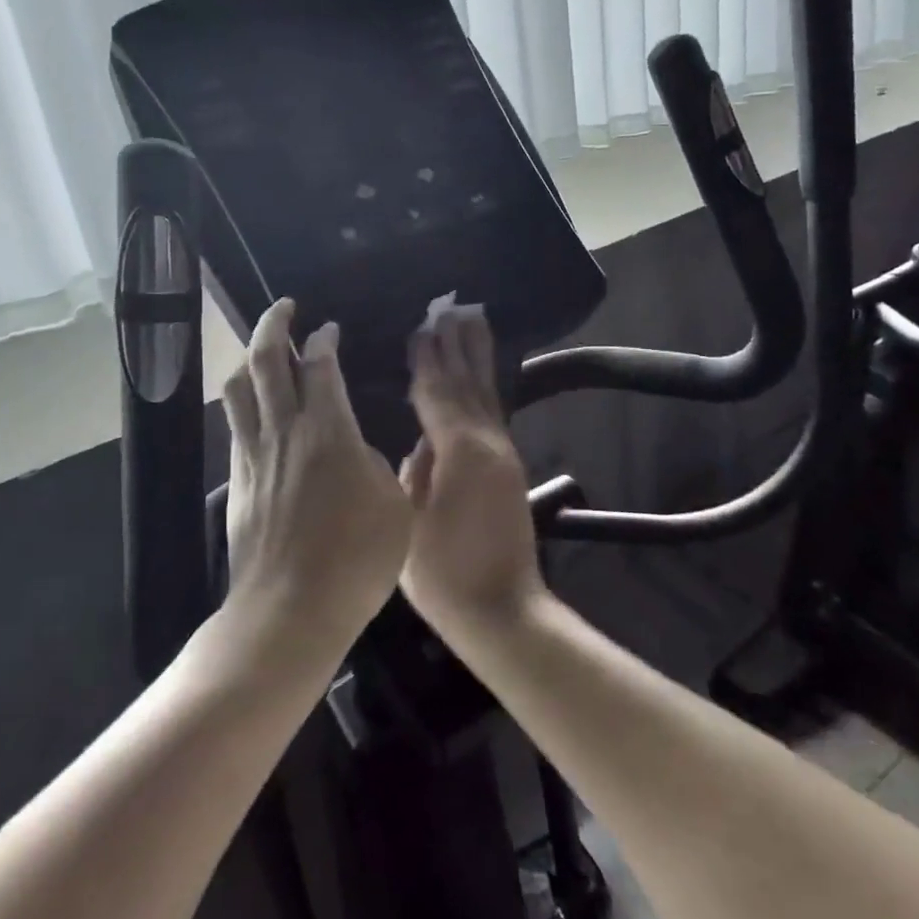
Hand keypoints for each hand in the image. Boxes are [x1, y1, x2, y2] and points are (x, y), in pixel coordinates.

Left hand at [220, 299, 412, 652]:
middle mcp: (285, 430)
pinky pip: (235, 425)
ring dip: (250, 357)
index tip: (329, 328)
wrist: (291, 609)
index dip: (324, 339)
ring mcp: (254, 455)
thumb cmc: (355, 558)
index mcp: (329, 430)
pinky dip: (243, 401)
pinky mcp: (237, 481)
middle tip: (284, 308)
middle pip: (268, 360)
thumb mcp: (395, 507)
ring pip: (239, 388)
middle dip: (274, 324)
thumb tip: (358, 453)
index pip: (321, 366)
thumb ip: (378, 467)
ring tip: (262, 349)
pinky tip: (254, 408)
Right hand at [399, 308, 545, 635]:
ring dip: (477, 356)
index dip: (426, 359)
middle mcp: (487, 442)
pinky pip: (493, 412)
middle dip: (457, 344)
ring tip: (472, 321)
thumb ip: (413, 475)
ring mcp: (503, 454)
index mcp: (460, 451)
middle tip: (451, 307)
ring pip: (486, 393)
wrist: (502, 611)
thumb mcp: (410, 524)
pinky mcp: (509, 468)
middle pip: (468, 382)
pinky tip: (480, 377)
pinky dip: (484, 387)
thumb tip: (419, 446)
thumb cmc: (445, 575)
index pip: (437, 393)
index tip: (420, 326)